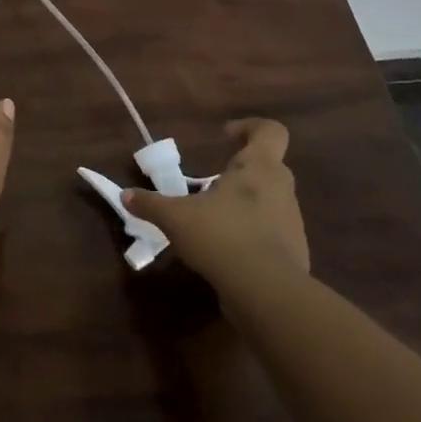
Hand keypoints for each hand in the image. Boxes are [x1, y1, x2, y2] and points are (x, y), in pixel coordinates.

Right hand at [123, 118, 308, 291]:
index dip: (250, 127)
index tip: (225, 136)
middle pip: (269, 166)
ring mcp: (292, 222)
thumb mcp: (176, 218)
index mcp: (259, 168)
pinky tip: (227, 250)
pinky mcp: (295, 253)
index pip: (270, 132)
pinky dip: (253, 235)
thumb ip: (151, 204)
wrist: (268, 294)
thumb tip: (126, 195)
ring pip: (271, 201)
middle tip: (212, 182)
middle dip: (241, 171)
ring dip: (246, 204)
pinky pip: (272, 233)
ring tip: (214, 219)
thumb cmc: (222, 237)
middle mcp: (281, 189)